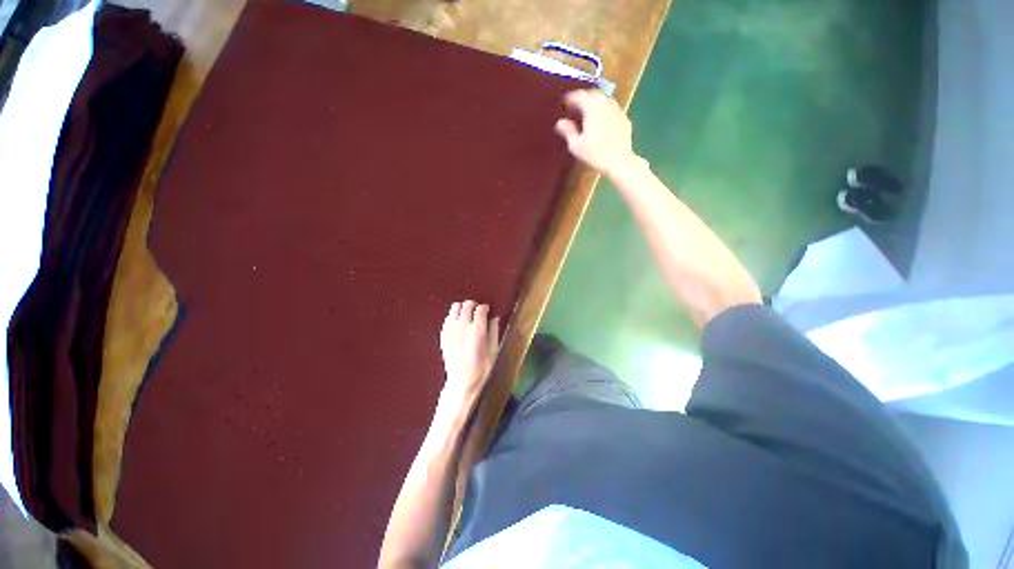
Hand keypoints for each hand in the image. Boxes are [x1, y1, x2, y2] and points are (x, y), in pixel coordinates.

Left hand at [437, 300, 500, 416]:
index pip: (481, 308)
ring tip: (467, 315)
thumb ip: (494, 331)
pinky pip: (448, 317)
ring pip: (455, 307)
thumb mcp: (494, 349)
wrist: (462, 381)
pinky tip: (458, 324)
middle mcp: (463, 325)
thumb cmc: (482, 367)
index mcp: (477, 329)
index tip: (487, 311)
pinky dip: (454, 316)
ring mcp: (451, 329)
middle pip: (467, 304)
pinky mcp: (443, 334)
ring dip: (462, 308)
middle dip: (474, 305)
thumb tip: (495, 318)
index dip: (485, 308)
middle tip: (477, 312)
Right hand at [555, 89, 638, 175]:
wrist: (619, 161)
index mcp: (592, 108)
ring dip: (595, 102)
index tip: (565, 102)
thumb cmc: (595, 154)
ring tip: (588, 112)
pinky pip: (612, 109)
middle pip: (593, 94)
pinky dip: (604, 110)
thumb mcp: (576, 146)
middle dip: (584, 97)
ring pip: (604, 99)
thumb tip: (560, 122)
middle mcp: (605, 104)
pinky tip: (601, 121)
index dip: (571, 98)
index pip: (580, 96)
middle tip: (576, 105)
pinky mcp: (624, 119)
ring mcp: (617, 110)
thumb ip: (568, 131)